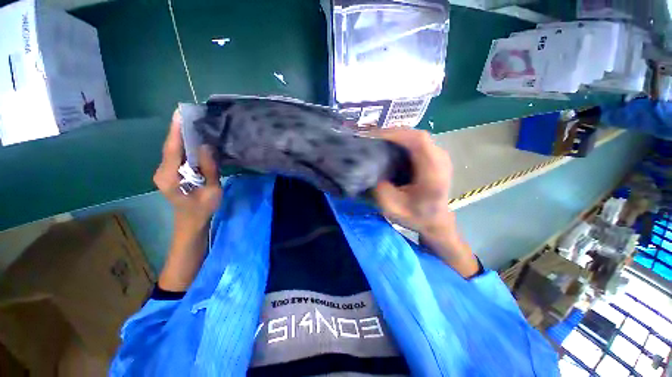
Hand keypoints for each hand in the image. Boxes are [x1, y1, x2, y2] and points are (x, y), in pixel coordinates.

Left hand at [153, 110, 221, 230]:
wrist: (191, 221)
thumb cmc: (203, 209)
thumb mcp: (212, 191)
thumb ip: (209, 169)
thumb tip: (206, 146)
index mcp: (170, 177)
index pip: (172, 150)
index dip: (176, 131)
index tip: (180, 114)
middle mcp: (162, 172)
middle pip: (170, 147)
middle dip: (180, 131)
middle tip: (193, 116)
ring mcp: (164, 171)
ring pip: (173, 150)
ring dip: (183, 137)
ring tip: (195, 124)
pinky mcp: (169, 172)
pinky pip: (176, 155)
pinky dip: (184, 146)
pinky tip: (194, 140)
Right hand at [372, 128, 452, 236]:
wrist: (435, 220)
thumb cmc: (415, 216)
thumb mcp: (392, 208)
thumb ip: (379, 188)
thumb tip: (368, 166)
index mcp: (433, 173)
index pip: (417, 141)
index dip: (394, 134)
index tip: (372, 137)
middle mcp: (440, 159)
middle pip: (416, 135)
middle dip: (391, 134)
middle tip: (370, 139)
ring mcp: (439, 155)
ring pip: (415, 136)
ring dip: (395, 136)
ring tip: (376, 142)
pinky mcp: (434, 156)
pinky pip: (416, 142)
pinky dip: (400, 141)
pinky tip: (388, 147)